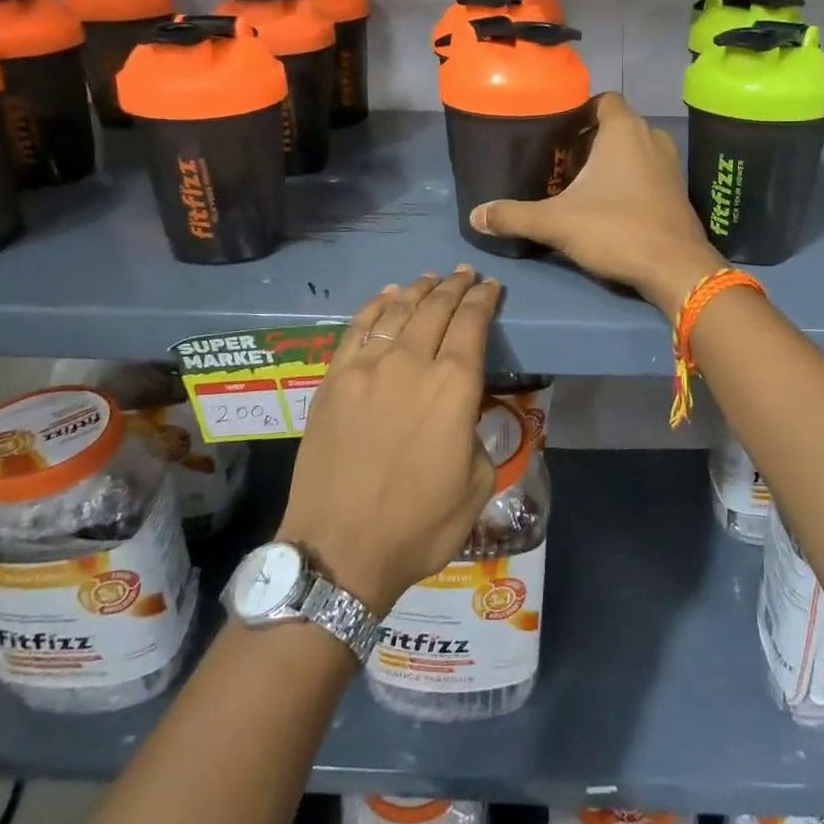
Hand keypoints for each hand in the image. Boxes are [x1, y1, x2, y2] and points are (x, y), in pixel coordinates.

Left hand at [277, 269, 502, 616]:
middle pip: (435, 309)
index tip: (491, 287)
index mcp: (453, 387)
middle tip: (464, 275)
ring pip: (396, 312)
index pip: (472, 324)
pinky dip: (375, 307)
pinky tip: (386, 297)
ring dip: (417, 291)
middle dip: (454, 287)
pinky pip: (356, 330)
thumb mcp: (478, 484)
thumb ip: (478, 434)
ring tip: (429, 279)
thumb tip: (465, 414)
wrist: (340, 548)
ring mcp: (365, 369)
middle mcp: (410, 364)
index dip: (484, 300)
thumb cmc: (419, 524)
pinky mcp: (332, 381)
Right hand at [468, 93, 723, 314]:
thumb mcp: (556, 222)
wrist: (676, 268)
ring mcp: (670, 165)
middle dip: (586, 142)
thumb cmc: (616, 230)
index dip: (577, 112)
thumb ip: (513, 215)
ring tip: (578, 187)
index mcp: (624, 130)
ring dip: (607, 163)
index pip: (601, 100)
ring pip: (632, 150)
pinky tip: (607, 208)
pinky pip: (647, 172)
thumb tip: (475, 215)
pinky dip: (627, 180)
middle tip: (558, 166)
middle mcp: (651, 138)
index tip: (554, 135)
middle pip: (614, 126)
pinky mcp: (678, 191)